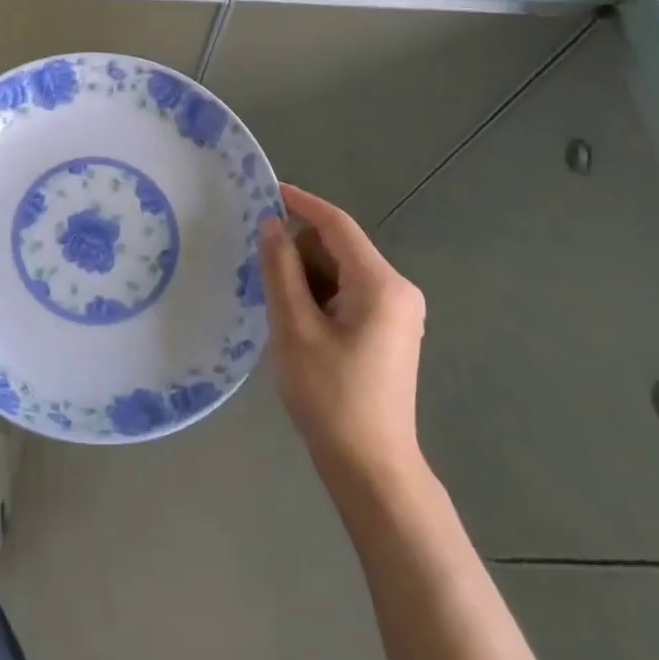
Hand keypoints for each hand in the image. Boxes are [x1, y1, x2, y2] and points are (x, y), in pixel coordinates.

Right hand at [260, 182, 427, 491]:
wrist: (372, 469)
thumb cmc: (331, 396)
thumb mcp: (294, 328)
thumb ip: (281, 269)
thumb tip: (271, 224)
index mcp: (380, 283)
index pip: (337, 224)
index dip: (300, 203)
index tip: (265, 190)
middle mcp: (397, 289)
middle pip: (338, 247)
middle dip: (299, 252)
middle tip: (261, 273)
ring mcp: (396, 311)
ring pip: (340, 271)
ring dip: (307, 278)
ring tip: (279, 310)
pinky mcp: (389, 331)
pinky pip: (348, 293)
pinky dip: (320, 296)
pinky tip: (298, 323)